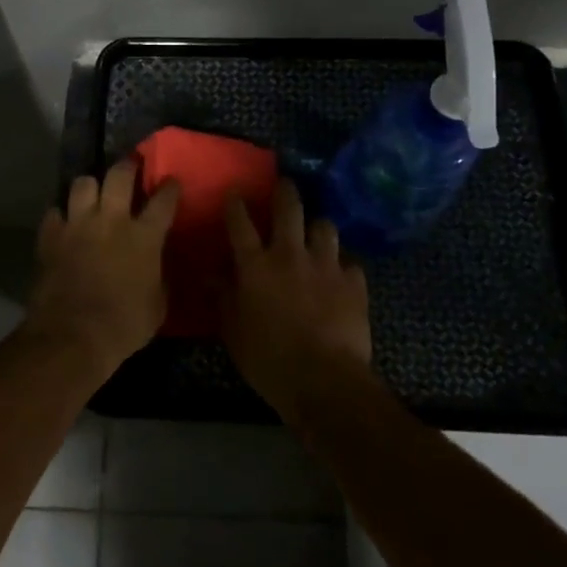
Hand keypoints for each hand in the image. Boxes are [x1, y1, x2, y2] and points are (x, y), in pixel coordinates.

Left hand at [26, 162, 178, 380]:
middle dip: (127, 166)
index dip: (170, 188)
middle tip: (129, 167)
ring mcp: (77, 225)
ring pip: (82, 184)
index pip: (163, 200)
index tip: (171, 182)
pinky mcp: (50, 237)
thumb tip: (157, 271)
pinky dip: (60, 215)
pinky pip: (54, 213)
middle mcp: (111, 221)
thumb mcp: (157, 307)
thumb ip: (159, 279)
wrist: (72, 337)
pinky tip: (63, 222)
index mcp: (144, 237)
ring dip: (90, 186)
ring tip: (92, 193)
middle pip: (119, 175)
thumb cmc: (123, 326)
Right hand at [222, 179, 372, 422]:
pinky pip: (349, 263)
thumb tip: (212, 274)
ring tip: (316, 232)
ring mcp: (326, 265)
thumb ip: (223, 297)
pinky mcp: (354, 282)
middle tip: (284, 186)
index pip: (240, 222)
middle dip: (284, 191)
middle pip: (289, 208)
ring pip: (325, 226)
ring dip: (317, 227)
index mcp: (256, 265)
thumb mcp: (233, 332)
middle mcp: (290, 254)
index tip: (235, 192)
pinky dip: (343, 266)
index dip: (236, 203)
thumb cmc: (269, 360)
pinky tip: (341, 277)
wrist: (325, 380)